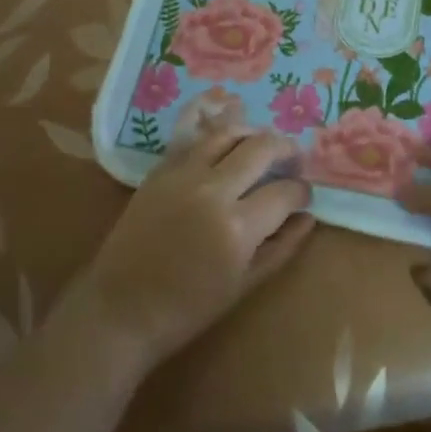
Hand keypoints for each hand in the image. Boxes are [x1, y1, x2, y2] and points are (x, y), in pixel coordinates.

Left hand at [64, 130, 315, 373]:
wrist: (122, 308)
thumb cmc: (188, 308)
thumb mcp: (244, 285)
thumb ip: (281, 247)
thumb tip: (308, 217)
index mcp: (238, 226)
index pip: (284, 191)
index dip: (301, 191)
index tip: (303, 195)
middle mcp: (213, 189)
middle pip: (261, 148)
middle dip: (286, 150)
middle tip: (293, 159)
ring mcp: (183, 174)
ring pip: (228, 132)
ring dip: (253, 133)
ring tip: (262, 143)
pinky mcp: (160, 169)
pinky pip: (191, 134)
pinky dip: (211, 124)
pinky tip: (225, 123)